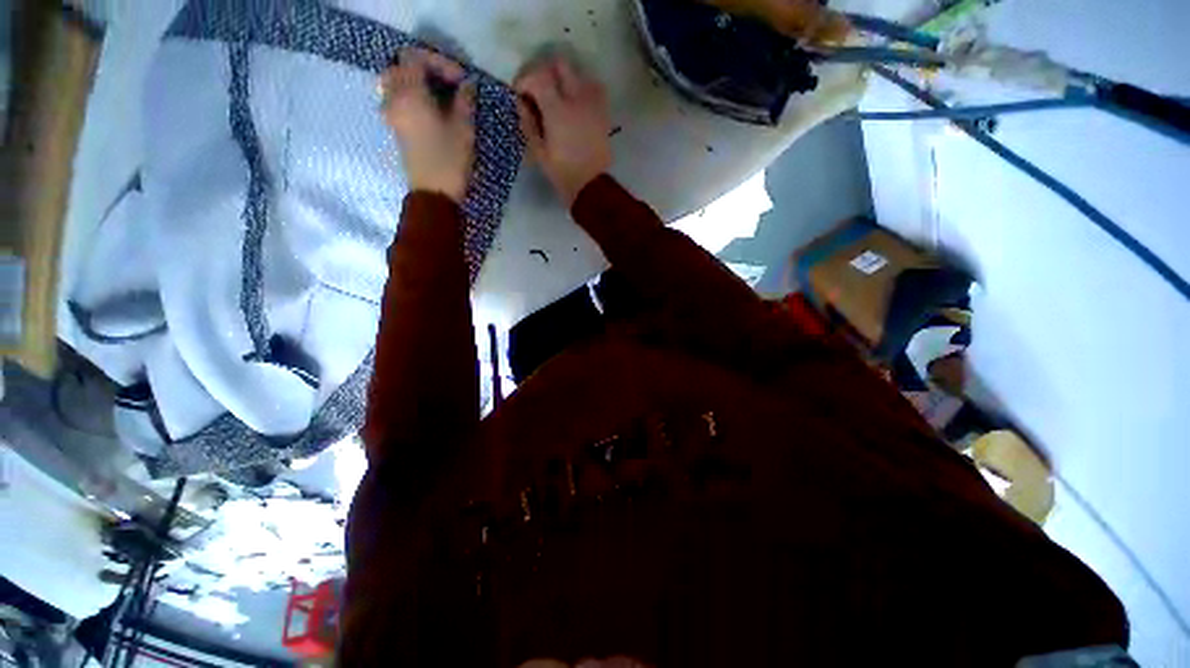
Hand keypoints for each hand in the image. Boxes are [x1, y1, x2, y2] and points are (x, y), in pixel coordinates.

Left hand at [380, 48, 475, 202]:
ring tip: (438, 96)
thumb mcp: (464, 129)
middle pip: (400, 67)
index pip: (415, 57)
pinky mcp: (395, 128)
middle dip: (423, 69)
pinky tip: (430, 110)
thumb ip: (465, 101)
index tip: (461, 81)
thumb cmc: (449, 161)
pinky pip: (396, 99)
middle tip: (445, 83)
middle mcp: (393, 98)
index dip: (439, 62)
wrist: (434, 194)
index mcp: (409, 93)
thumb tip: (467, 86)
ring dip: (415, 82)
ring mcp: (391, 114)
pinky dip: (410, 96)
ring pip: (394, 83)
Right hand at [515, 57, 611, 206]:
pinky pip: (592, 87)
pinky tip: (574, 105)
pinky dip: (580, 88)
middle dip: (544, 72)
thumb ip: (528, 123)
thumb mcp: (538, 152)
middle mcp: (577, 98)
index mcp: (557, 110)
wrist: (591, 186)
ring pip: (577, 73)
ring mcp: (593, 103)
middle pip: (559, 64)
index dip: (524, 79)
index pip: (537, 76)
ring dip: (563, 79)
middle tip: (537, 91)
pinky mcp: (603, 111)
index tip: (519, 93)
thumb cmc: (562, 173)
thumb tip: (521, 103)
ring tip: (556, 98)